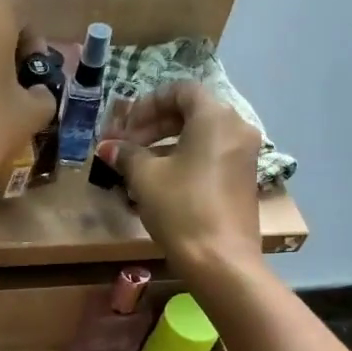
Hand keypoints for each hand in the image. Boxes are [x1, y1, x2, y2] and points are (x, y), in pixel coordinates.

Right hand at [94, 81, 262, 280]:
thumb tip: (108, 147)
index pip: (181, 91)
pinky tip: (160, 183)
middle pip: (192, 112)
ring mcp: (243, 155)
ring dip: (166, 144)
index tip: (125, 126)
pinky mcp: (242, 179)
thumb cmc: (181, 209)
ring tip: (137, 167)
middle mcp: (236, 128)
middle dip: (154, 125)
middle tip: (126, 146)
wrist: (220, 259)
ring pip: (200, 136)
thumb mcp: (146, 178)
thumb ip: (126, 155)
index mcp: (215, 117)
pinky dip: (184, 160)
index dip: (148, 104)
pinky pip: (210, 156)